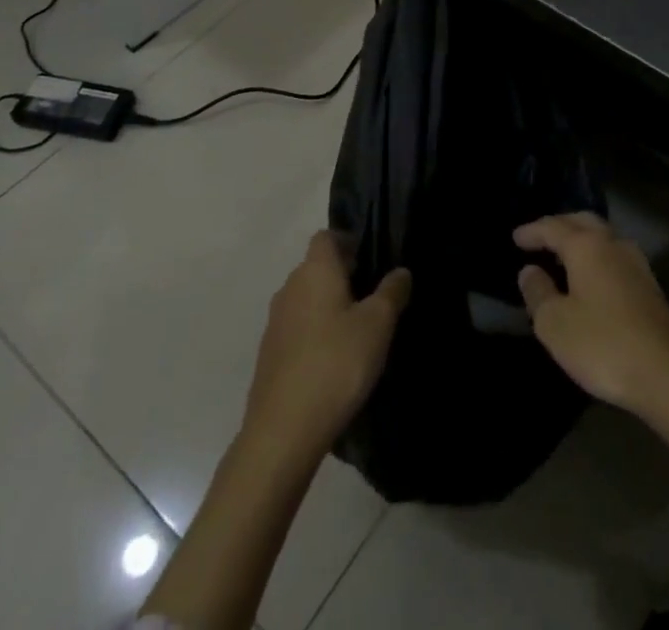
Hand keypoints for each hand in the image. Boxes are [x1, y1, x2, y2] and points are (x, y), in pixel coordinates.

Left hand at [244, 231, 411, 460]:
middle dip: (341, 275)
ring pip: (305, 299)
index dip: (347, 242)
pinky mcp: (268, 356)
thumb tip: (400, 272)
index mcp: (315, 271)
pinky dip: (314, 333)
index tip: (370, 259)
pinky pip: (296, 329)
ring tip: (355, 330)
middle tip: (371, 296)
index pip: (326, 237)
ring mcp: (274, 323)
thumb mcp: (378, 324)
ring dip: (327, 305)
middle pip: (315, 267)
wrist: (283, 431)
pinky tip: (332, 360)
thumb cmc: (336, 363)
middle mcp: (289, 288)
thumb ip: (392, 292)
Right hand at [514, 212, 668, 415]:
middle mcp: (613, 244)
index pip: (553, 227)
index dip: (532, 231)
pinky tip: (591, 277)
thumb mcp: (555, 324)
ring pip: (603, 237)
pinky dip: (596, 257)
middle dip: (560, 226)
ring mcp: (636, 263)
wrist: (668, 373)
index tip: (515, 237)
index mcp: (587, 246)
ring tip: (563, 255)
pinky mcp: (650, 286)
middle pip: (583, 222)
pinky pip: (614, 257)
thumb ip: (538, 293)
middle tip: (540, 237)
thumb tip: (529, 271)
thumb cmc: (603, 344)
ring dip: (581, 240)